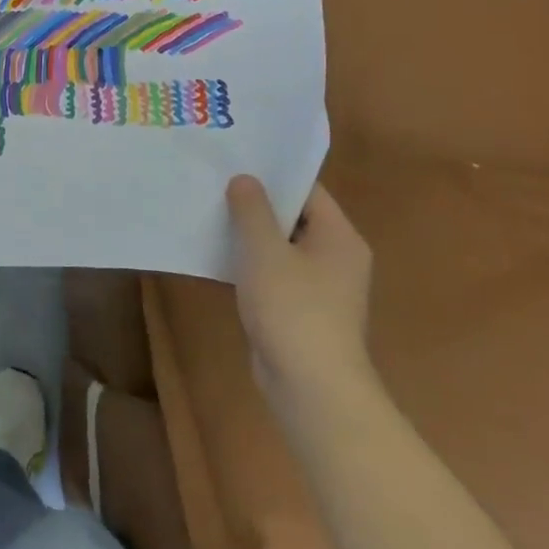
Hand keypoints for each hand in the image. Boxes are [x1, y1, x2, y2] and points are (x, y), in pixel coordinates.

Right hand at [228, 176, 375, 421]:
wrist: (312, 387)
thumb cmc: (293, 309)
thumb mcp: (265, 251)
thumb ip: (252, 210)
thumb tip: (245, 179)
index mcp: (339, 237)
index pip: (308, 190)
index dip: (273, 174)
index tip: (236, 160)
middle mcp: (337, 257)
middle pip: (294, 216)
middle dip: (256, 202)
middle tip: (215, 182)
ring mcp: (321, 287)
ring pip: (281, 246)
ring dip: (250, 233)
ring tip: (209, 212)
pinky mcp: (302, 309)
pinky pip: (275, 272)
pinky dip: (251, 262)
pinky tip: (218, 255)